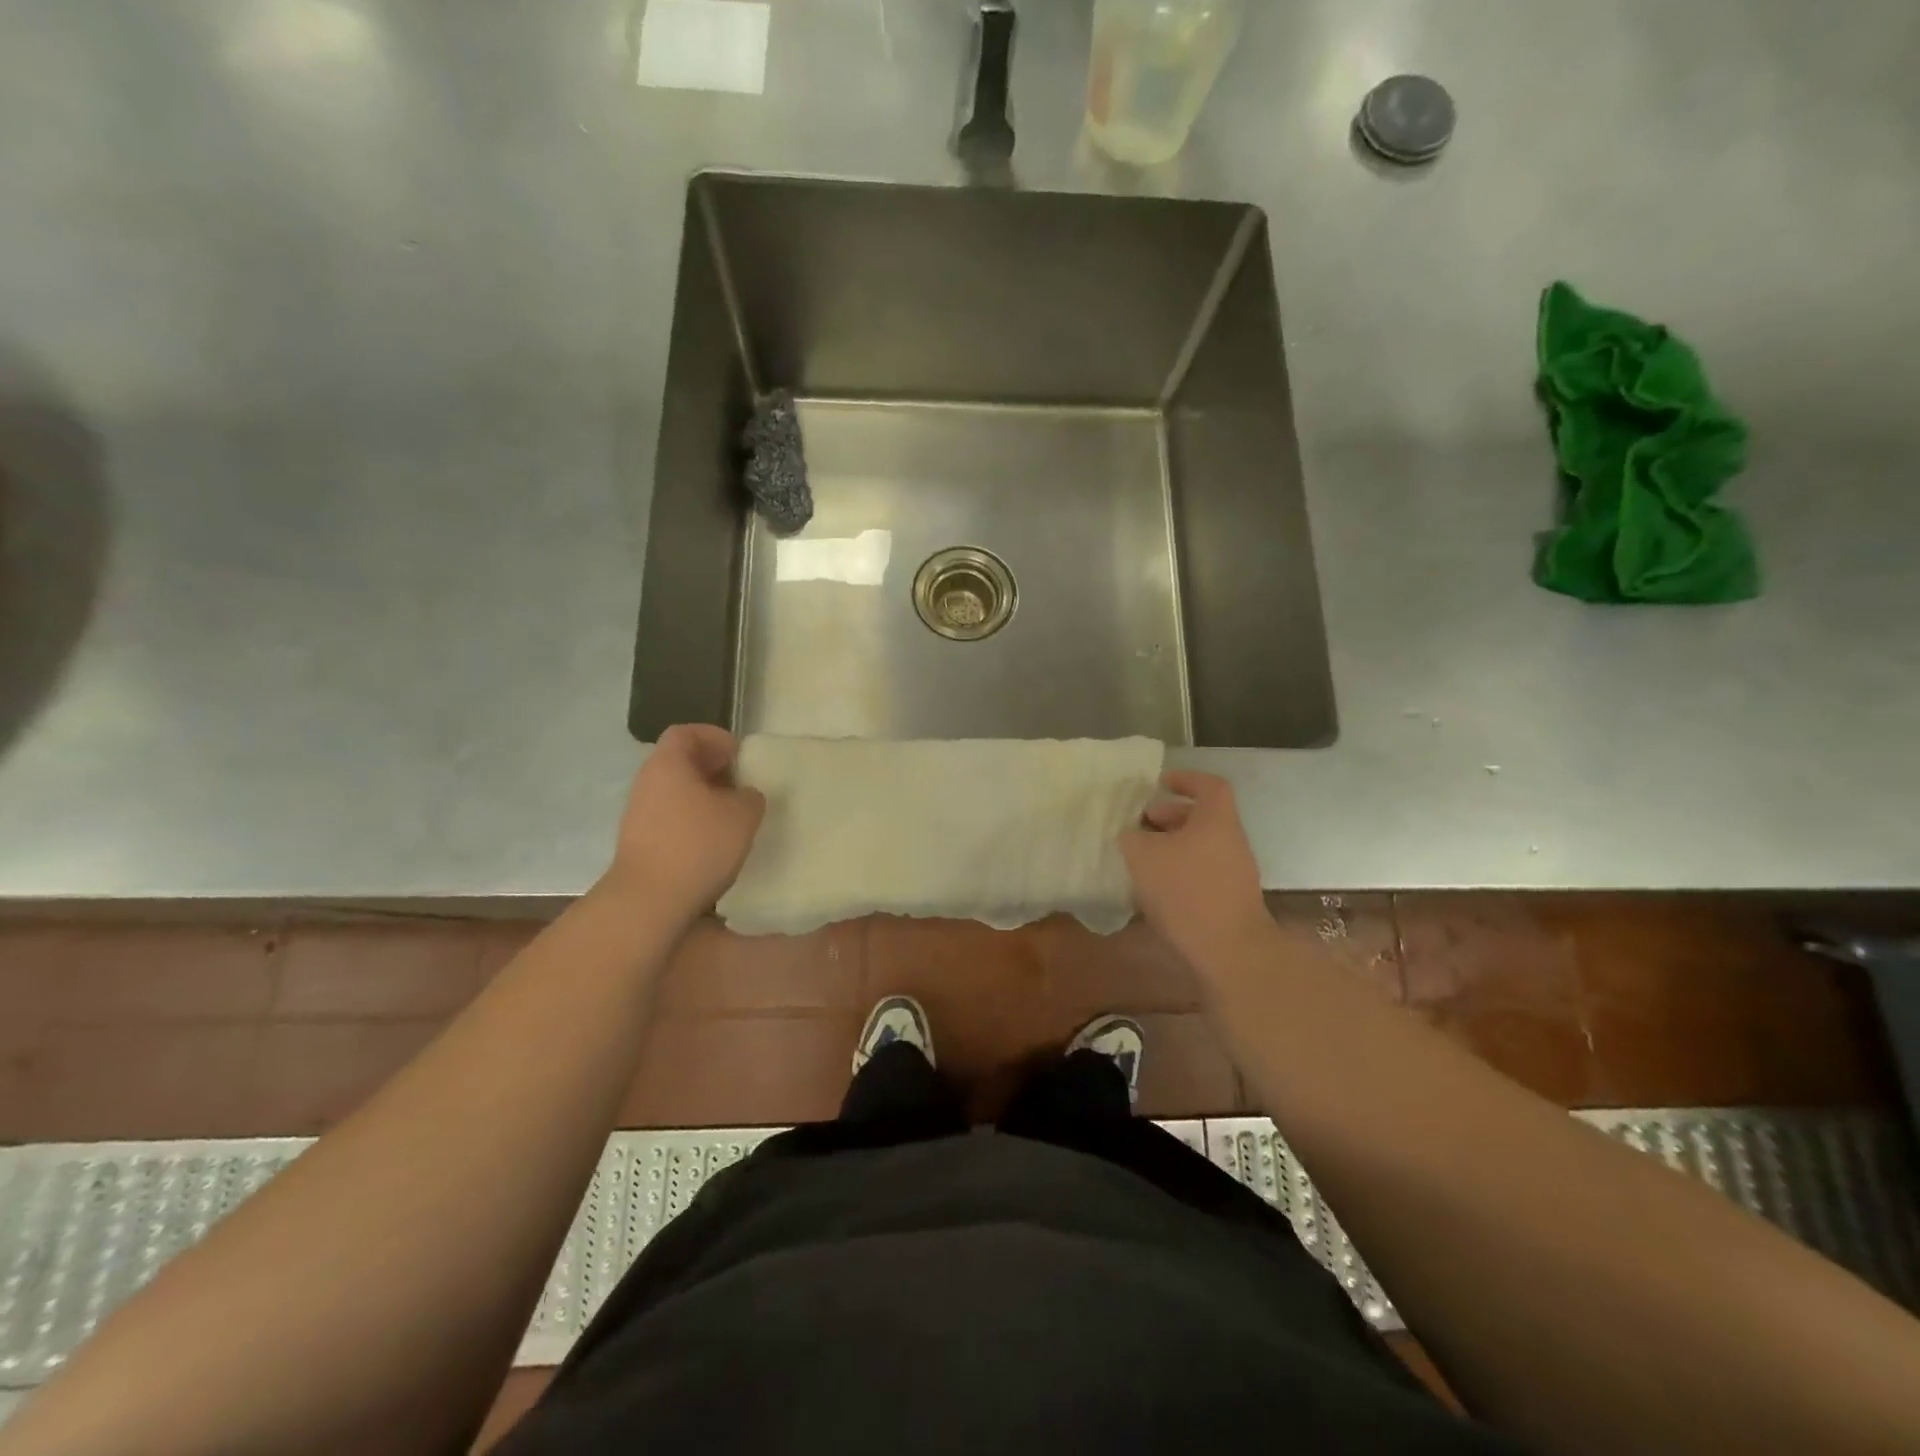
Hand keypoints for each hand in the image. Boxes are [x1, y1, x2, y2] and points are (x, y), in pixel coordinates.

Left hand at [603, 725, 765, 922]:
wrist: (649, 901)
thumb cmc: (698, 845)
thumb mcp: (742, 814)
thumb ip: (750, 796)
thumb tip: (744, 795)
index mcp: (668, 764)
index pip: (687, 732)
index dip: (714, 737)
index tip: (739, 755)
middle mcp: (647, 782)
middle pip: (680, 762)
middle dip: (713, 769)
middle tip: (742, 785)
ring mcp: (639, 814)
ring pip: (676, 792)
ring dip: (705, 797)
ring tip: (733, 816)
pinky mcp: (641, 842)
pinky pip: (671, 818)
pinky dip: (693, 821)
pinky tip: (714, 842)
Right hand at [1120, 771, 1272, 975]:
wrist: (1229, 950)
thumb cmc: (1186, 890)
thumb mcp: (1143, 855)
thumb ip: (1132, 837)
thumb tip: (1131, 834)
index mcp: (1216, 820)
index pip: (1209, 785)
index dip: (1185, 779)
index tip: (1160, 783)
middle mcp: (1231, 841)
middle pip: (1202, 817)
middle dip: (1169, 817)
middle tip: (1140, 825)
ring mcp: (1235, 872)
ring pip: (1200, 846)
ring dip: (1171, 847)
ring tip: (1140, 859)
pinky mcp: (1230, 900)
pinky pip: (1201, 872)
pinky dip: (1179, 872)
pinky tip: (1154, 889)